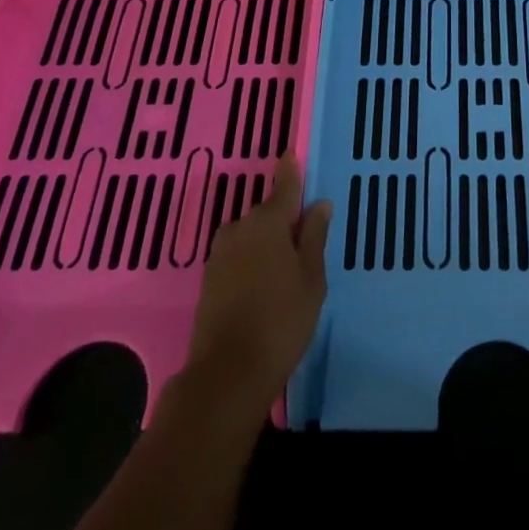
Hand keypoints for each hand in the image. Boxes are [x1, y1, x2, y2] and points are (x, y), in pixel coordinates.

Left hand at [182, 154, 331, 419]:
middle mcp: (240, 228)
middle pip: (266, 213)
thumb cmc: (281, 319)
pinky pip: (238, 256)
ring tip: (286, 267)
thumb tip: (318, 204)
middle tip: (304, 239)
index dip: (290, 171)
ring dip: (266, 242)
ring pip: (251, 236)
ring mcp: (220, 254)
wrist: (227, 374)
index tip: (291, 155)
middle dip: (283, 219)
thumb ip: (314, 236)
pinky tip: (264, 283)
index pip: (284, 186)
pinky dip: (252, 260)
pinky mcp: (209, 280)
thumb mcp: (311, 277)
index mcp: (268, 221)